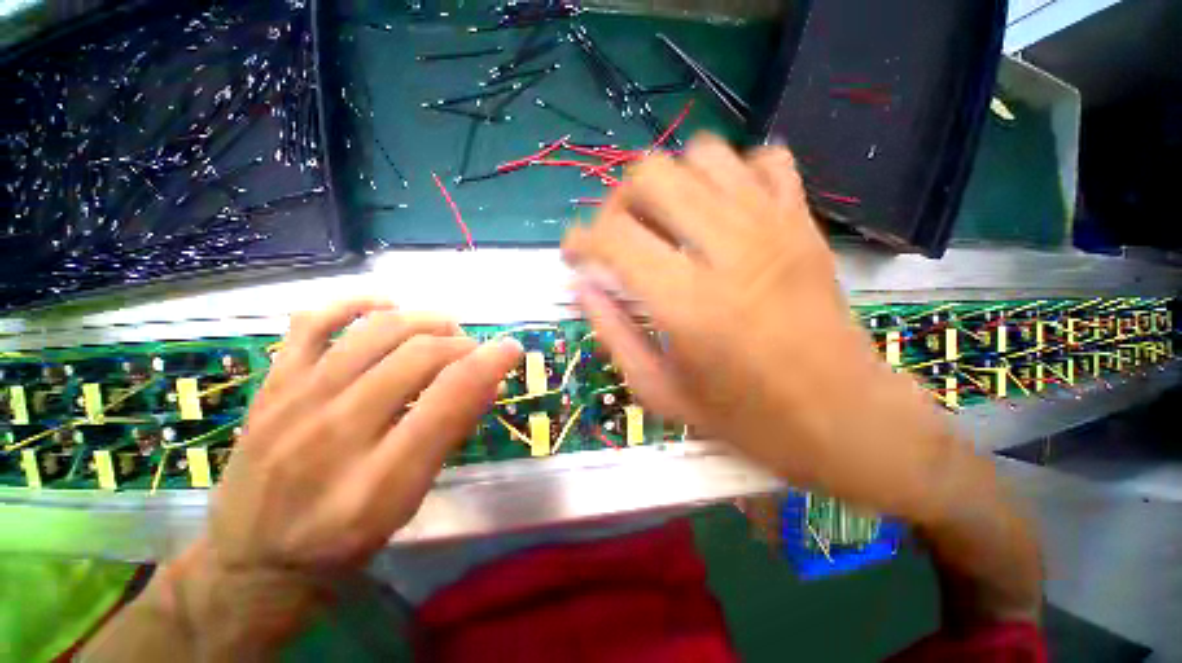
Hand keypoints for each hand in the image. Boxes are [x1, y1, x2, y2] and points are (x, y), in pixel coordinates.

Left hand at [175, 299, 521, 649]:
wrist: (252, 559)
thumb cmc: (343, 540)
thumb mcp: (410, 501)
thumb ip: (450, 435)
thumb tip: (489, 382)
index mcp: (381, 478)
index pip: (450, 395)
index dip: (491, 362)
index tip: (511, 349)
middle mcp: (337, 432)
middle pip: (420, 355)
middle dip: (463, 344)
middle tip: (473, 353)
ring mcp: (297, 401)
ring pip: (378, 330)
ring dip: (426, 321)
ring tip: (442, 332)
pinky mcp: (272, 385)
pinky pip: (314, 321)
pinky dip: (357, 303)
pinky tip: (386, 306)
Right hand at [562, 134, 956, 521]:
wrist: (845, 418)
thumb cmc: (746, 419)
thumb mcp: (660, 391)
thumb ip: (613, 333)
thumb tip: (583, 287)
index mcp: (687, 303)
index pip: (612, 236)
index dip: (580, 239)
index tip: (574, 253)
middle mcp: (728, 249)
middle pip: (651, 175)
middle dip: (618, 202)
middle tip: (618, 236)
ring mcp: (774, 226)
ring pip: (702, 154)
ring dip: (669, 183)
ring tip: (665, 222)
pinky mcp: (804, 222)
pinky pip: (763, 160)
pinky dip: (731, 174)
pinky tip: (720, 210)